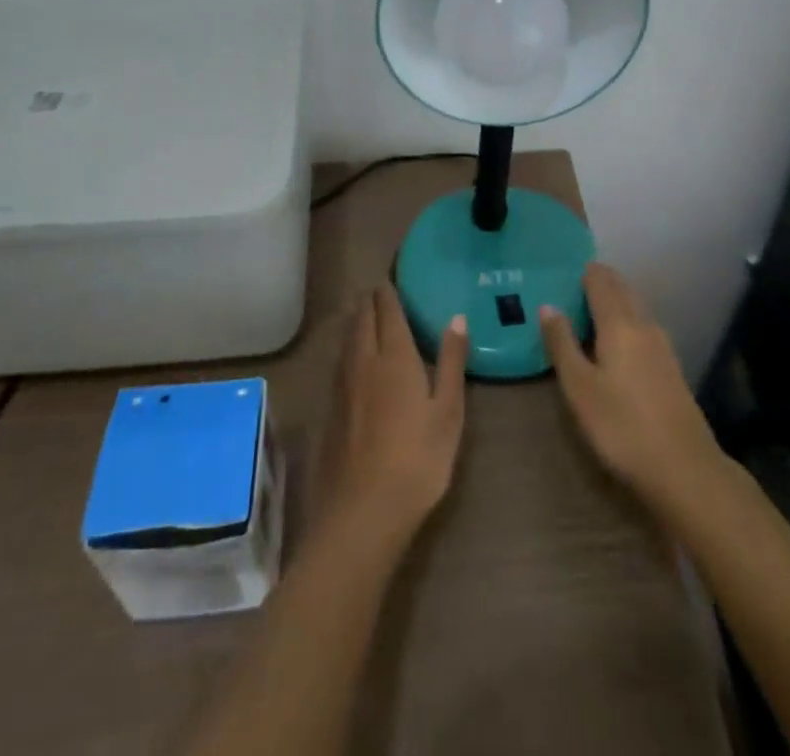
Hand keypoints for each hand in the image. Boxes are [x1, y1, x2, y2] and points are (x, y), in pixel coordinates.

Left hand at [321, 286, 468, 545]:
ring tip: (364, 312)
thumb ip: (452, 361)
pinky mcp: (331, 407)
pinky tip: (353, 356)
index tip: (391, 279)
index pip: (387, 310)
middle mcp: (364, 360)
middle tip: (378, 291)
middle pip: (362, 318)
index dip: (388, 291)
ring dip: (356, 319)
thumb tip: (457, 317)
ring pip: (347, 337)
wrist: (364, 510)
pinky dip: (347, 345)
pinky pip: (339, 360)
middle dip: (369, 300)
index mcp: (394, 356)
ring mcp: (343, 384)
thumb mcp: (448, 411)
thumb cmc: (418, 459)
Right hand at [541, 264, 728, 515]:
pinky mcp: (671, 367)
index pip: (600, 280)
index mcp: (619, 323)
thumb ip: (562, 344)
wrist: (685, 469)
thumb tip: (547, 306)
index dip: (582, 271)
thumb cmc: (622, 426)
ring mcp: (662, 346)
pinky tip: (614, 344)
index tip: (561, 273)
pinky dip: (625, 322)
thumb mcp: (579, 388)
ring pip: (635, 308)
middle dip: (598, 282)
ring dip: (613, 302)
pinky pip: (643, 328)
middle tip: (569, 289)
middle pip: (621, 289)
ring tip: (586, 313)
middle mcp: (644, 325)